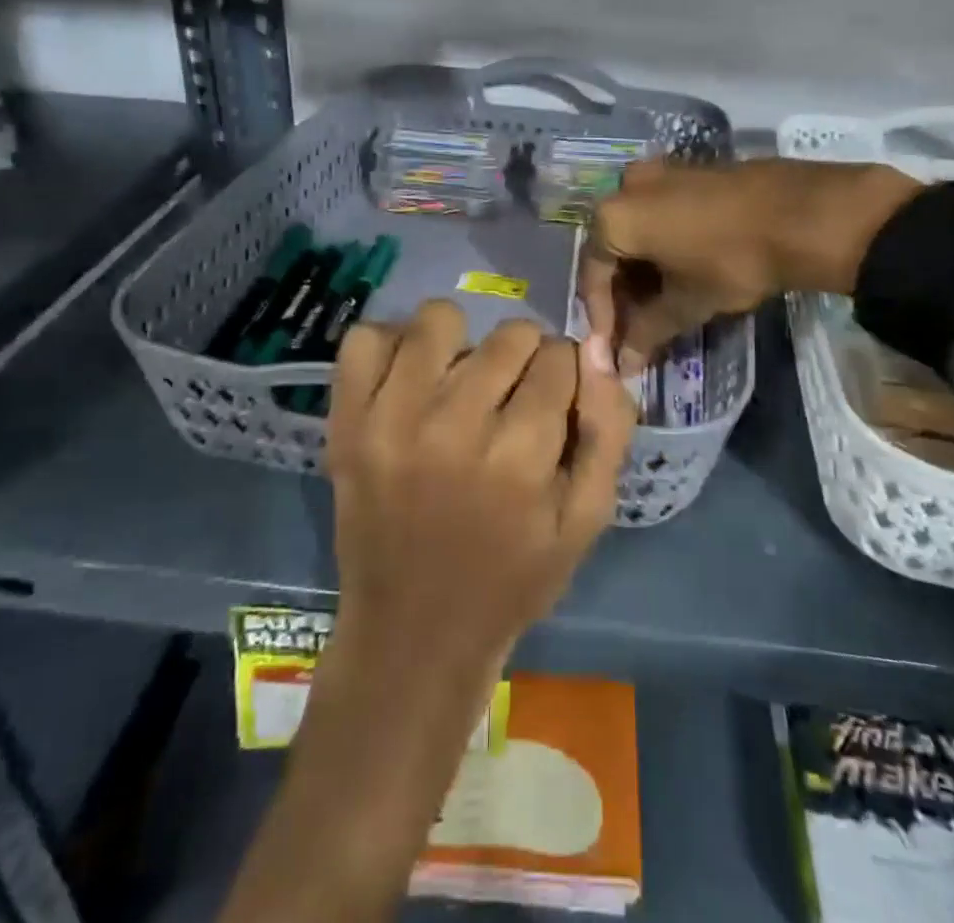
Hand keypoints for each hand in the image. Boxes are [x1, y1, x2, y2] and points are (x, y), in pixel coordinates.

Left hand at [224, 307, 632, 922]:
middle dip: (524, 359)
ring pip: (440, 319)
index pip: (560, 358)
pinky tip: (409, 382)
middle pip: (510, 335)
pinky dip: (392, 347)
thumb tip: (595, 348)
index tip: (553, 405)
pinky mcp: (346, 423)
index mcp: (518, 459)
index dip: (565, 376)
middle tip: (509, 400)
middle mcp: (452, 428)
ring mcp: (389, 421)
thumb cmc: (512, 579)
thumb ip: (607, 430)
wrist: (412, 633)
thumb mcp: (585, 520)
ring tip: (459, 384)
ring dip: (462, 344)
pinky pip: (364, 337)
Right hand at [580, 157, 922, 373]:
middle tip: (638, 330)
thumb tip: (623, 365)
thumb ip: (647, 334)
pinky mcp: (690, 170)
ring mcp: (660, 172)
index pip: (592, 275)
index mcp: (614, 217)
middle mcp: (626, 186)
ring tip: (661, 306)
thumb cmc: (732, 261)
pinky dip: (662, 245)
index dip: (602, 317)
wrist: (803, 213)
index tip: (614, 348)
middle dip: (623, 294)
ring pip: (638, 230)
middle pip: (613, 249)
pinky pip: (660, 213)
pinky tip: (681, 272)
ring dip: (643, 271)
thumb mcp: (686, 304)